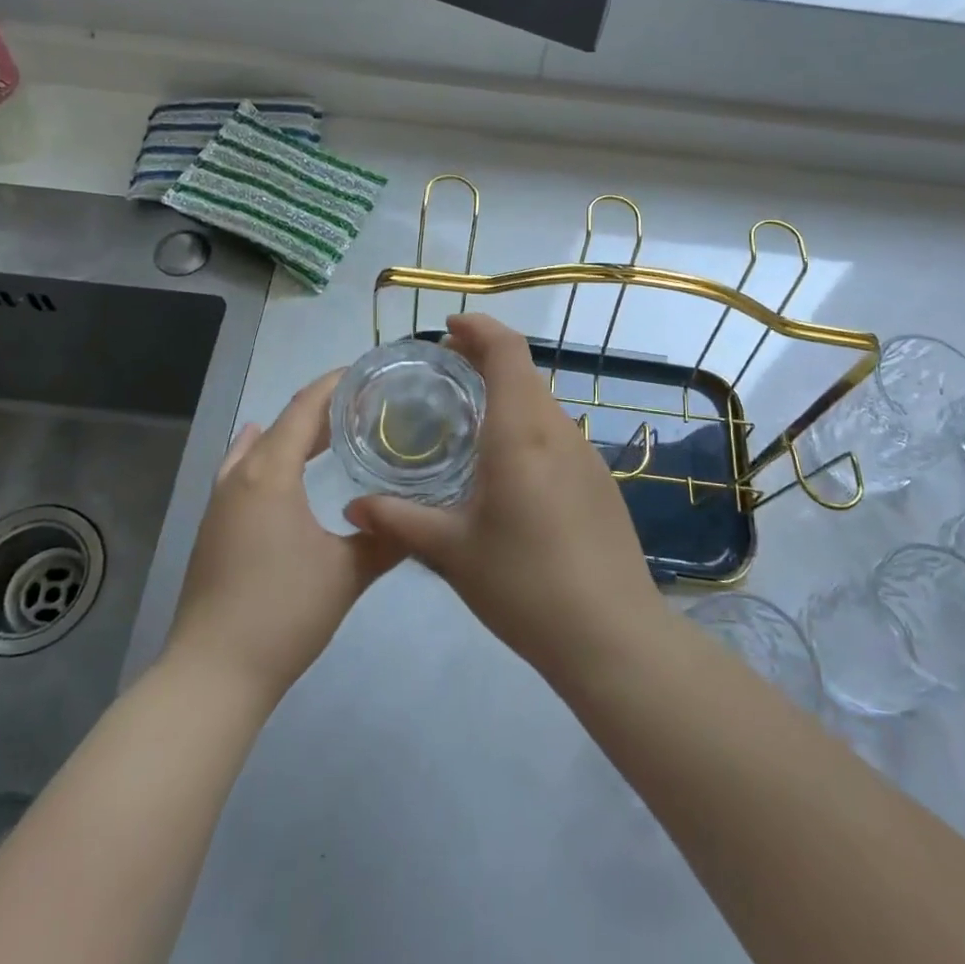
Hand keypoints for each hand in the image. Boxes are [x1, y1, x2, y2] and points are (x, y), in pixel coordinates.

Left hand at [166, 371, 402, 704]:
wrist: (213, 674)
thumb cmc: (284, 612)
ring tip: (331, 432)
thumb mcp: (348, 572)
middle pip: (283, 424)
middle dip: (321, 410)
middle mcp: (240, 476)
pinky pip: (243, 471)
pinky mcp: (215, 527)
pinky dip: (268, 456)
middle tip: (365, 406)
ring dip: (294, 434)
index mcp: (270, 473)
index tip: (367, 372)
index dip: (335, 384)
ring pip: (260, 447)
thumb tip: (421, 517)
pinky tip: (275, 463)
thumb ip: (387, 538)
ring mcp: (221, 502)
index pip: (305, 409)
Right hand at [344, 314, 667, 679]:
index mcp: (521, 431)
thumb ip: (399, 520)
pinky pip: (557, 434)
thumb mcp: (451, 552)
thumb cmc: (524, 585)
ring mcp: (586, 454)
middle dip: (485, 358)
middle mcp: (558, 430)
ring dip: (507, 394)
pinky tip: (506, 467)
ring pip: (542, 403)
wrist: (611, 635)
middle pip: (524, 371)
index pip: (506, 350)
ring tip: (468, 419)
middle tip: (444, 371)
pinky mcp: (599, 481)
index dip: (479, 328)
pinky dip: (527, 425)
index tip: (447, 328)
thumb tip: (353, 506)